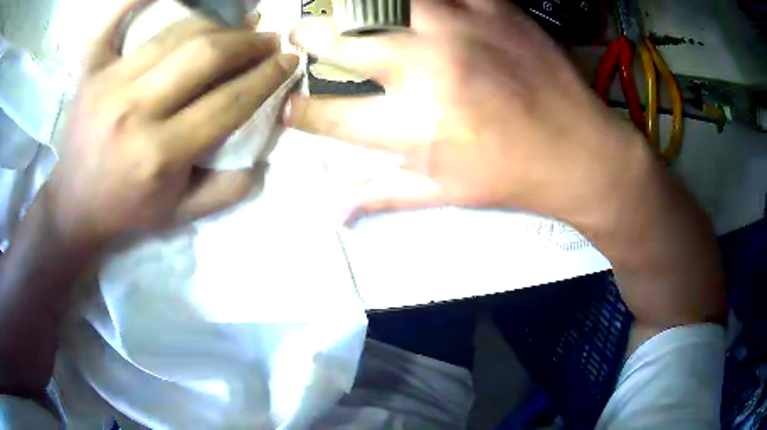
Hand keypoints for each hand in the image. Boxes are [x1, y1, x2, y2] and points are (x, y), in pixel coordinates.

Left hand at [47, 0, 298, 246]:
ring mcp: (107, 83)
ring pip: (175, 32)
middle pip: (205, 54)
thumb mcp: (181, 214)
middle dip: (248, 43)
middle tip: (267, 40)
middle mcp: (133, 111)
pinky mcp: (89, 70)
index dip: (268, 76)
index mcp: (159, 155)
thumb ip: (227, 189)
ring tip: (236, 27)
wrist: (74, 205)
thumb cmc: (128, 209)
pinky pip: (115, 18)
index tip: (288, 61)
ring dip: (216, 23)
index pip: (229, 101)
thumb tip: (264, 152)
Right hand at [287, 0, 724, 330]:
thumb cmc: (514, 177)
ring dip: (356, 4)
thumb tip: (334, 214)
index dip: (297, 112)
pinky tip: (413, 6)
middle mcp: (428, 70)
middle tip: (298, 33)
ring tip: (346, 10)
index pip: (330, 117)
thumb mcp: (447, 193)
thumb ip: (384, 195)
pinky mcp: (494, 7)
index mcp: (414, 126)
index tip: (283, 106)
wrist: (582, 152)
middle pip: (345, 44)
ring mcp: (462, 28)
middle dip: (309, 38)